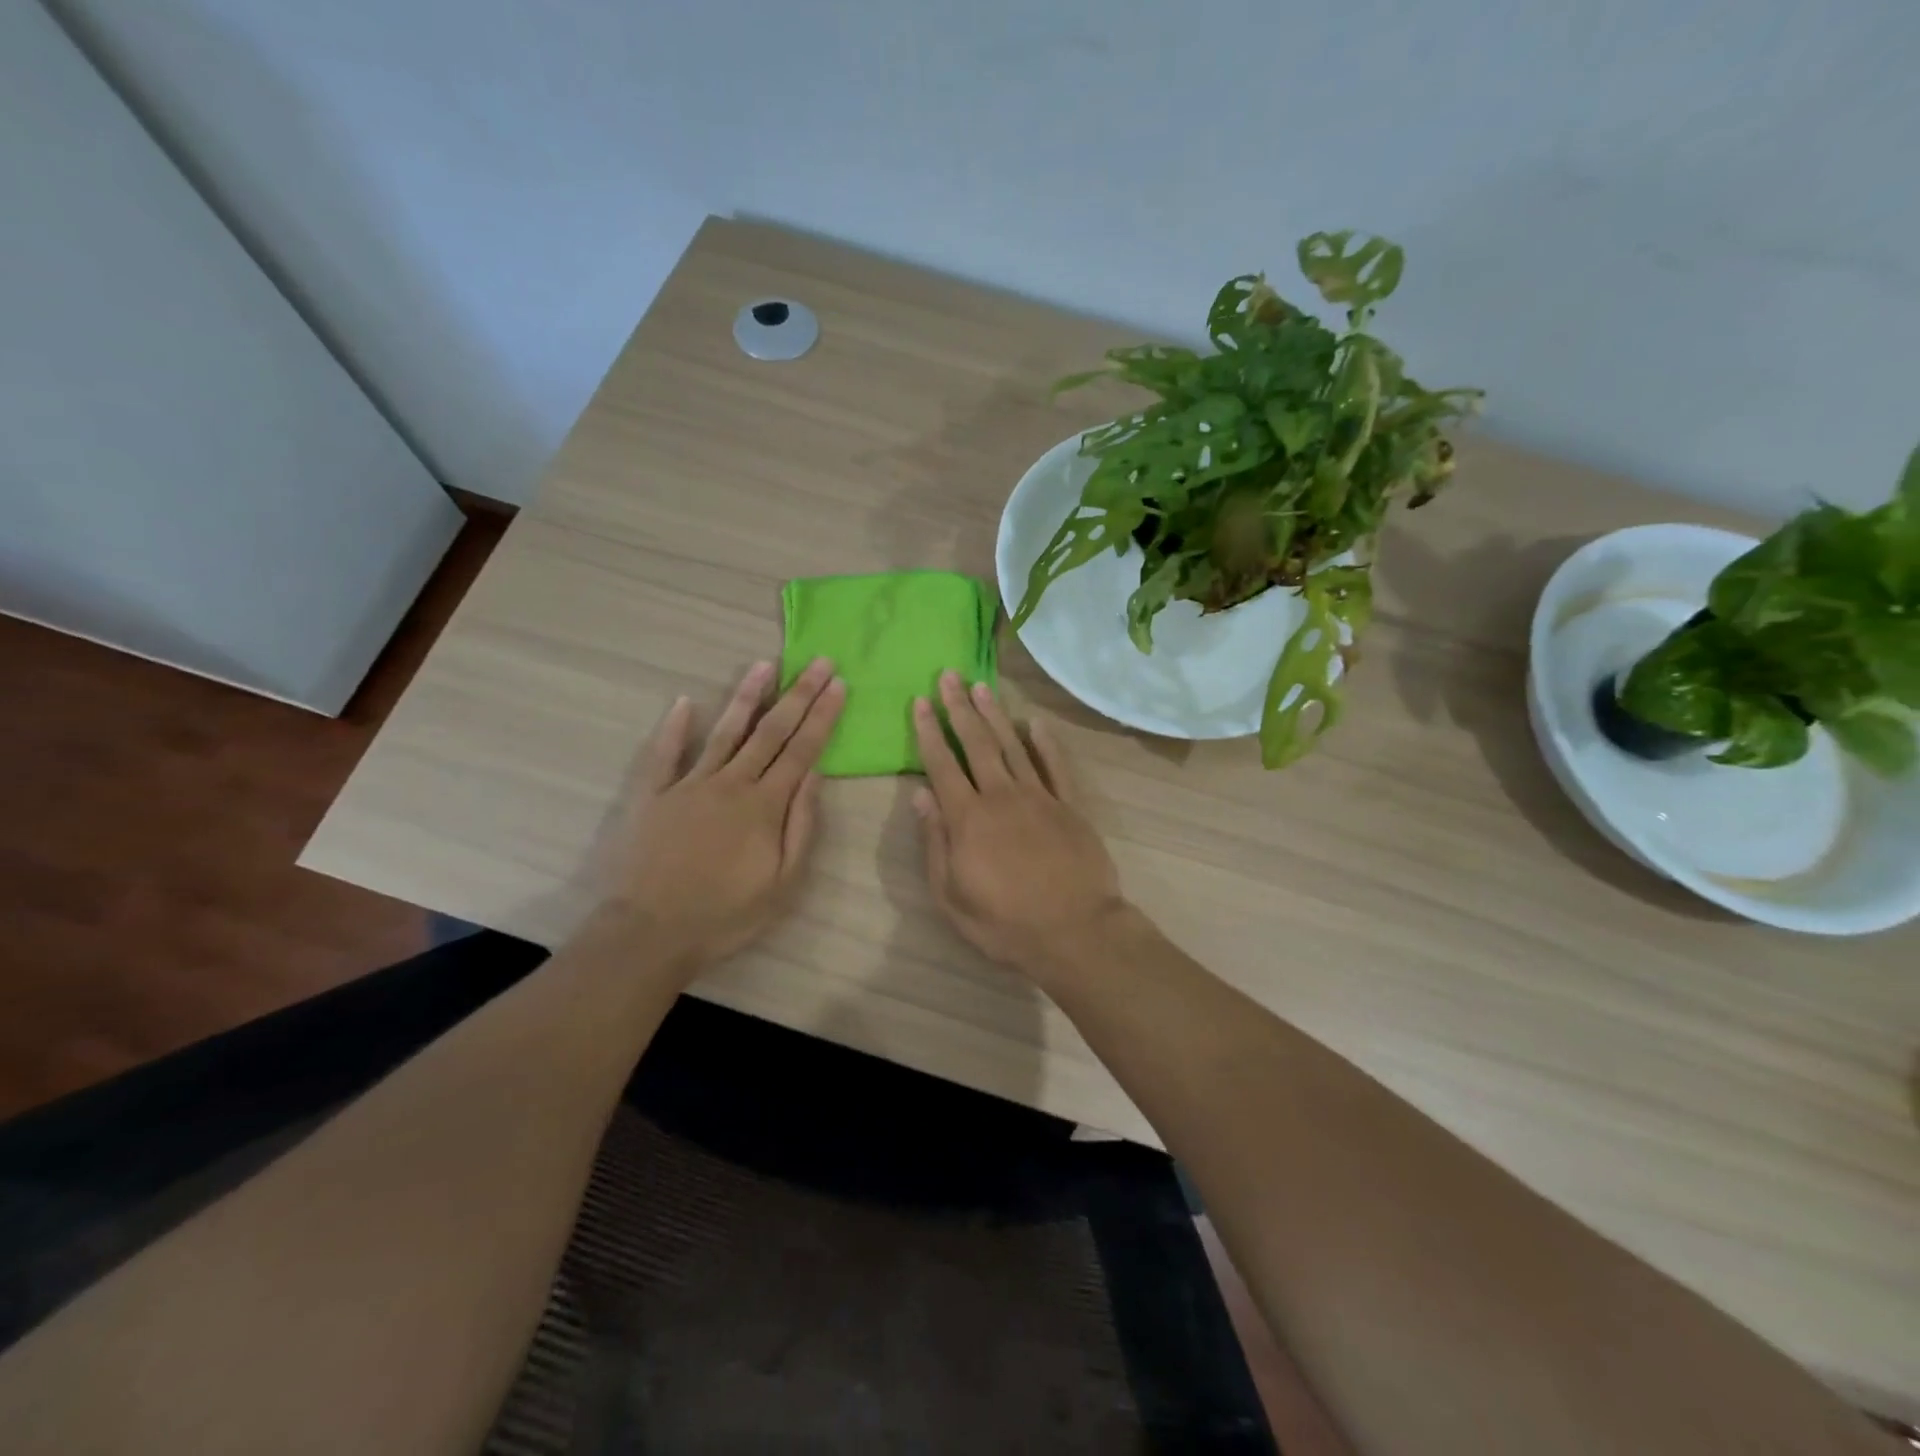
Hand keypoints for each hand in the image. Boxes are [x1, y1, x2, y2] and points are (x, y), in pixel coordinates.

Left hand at [596, 658, 844, 973]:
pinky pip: (664, 754)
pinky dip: (674, 727)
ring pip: (724, 732)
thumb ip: (802, 827)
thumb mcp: (783, 884)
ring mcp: (689, 785)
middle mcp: (730, 783)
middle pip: (770, 731)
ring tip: (764, 665)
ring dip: (746, 696)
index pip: (802, 750)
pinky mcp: (653, 795)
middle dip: (798, 694)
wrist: (650, 932)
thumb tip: (815, 776)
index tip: (838, 684)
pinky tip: (684, 702)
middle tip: (818, 662)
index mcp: (764, 805)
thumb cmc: (725, 915)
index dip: (822, 716)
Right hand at [912, 672, 1124, 975]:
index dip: (929, 731)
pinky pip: (1056, 766)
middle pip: (977, 743)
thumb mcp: (952, 895)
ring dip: (995, 714)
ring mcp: (1040, 797)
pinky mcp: (1070, 806)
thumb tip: (920, 795)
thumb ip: (935, 842)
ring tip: (981, 686)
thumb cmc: (1004, 923)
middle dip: (959, 707)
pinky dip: (1046, 742)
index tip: (920, 701)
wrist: (1074, 932)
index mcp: (969, 818)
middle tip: (949, 675)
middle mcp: (1002, 796)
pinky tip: (1035, 722)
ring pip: (1013, 745)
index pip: (942, 764)